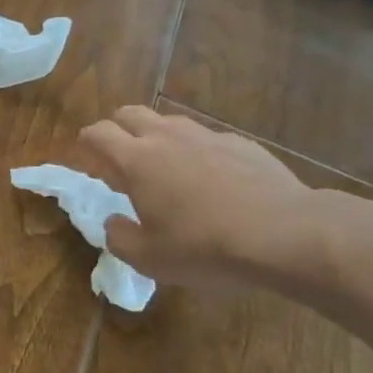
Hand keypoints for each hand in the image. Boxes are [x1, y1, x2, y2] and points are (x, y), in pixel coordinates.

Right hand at [78, 107, 318, 286]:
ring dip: (158, 138)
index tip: (88, 159)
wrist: (285, 234)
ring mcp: (208, 136)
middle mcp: (167, 137)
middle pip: (130, 114)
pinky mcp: (242, 144)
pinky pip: (208, 139)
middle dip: (118, 130)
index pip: (98, 133)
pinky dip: (199, 153)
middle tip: (122, 160)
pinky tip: (214, 182)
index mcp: (137, 160)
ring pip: (170, 122)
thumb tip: (114, 222)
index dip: (86, 143)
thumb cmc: (205, 247)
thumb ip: (119, 237)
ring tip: (167, 170)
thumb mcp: (149, 258)